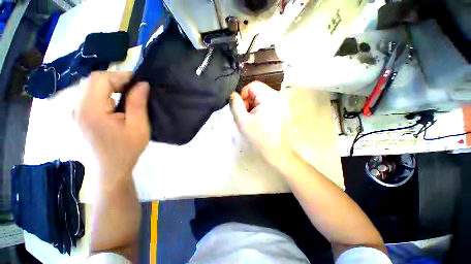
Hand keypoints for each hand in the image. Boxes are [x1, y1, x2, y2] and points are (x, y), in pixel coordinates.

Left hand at [75, 71, 149, 176]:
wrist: (111, 170)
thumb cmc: (127, 149)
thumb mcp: (138, 127)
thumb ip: (138, 103)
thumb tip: (142, 84)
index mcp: (90, 110)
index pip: (99, 79)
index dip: (120, 75)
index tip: (139, 81)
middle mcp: (77, 108)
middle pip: (93, 81)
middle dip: (115, 80)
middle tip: (135, 88)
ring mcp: (76, 113)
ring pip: (90, 88)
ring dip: (110, 86)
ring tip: (128, 94)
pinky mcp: (79, 117)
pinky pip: (89, 97)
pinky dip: (104, 94)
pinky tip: (116, 102)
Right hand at [230, 81, 292, 164]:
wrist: (277, 152)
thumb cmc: (259, 137)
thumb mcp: (242, 121)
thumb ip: (235, 105)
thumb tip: (233, 94)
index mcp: (270, 97)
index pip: (253, 85)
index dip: (244, 94)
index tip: (242, 109)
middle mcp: (279, 96)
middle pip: (258, 91)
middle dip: (249, 101)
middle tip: (247, 116)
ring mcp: (283, 103)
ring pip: (263, 97)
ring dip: (254, 106)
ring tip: (253, 119)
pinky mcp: (283, 109)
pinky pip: (268, 103)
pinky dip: (261, 108)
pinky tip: (260, 120)